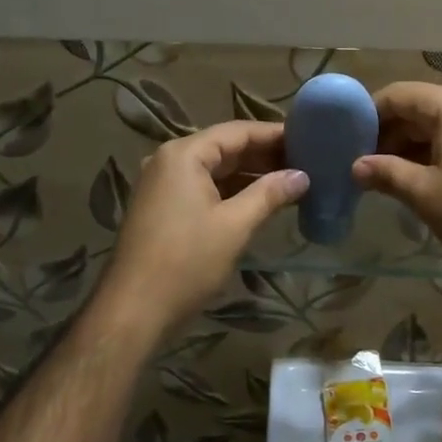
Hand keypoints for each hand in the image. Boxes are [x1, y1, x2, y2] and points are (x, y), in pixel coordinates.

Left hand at [97, 121, 308, 338]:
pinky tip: (259, 202)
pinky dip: (230, 192)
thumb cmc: (186, 262)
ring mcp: (162, 185)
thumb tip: (302, 176)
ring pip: (214, 170)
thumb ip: (269, 194)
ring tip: (290, 182)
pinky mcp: (161, 208)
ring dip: (249, 175)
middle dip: (264, 155)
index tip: (308, 138)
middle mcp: (169, 161)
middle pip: (224, 148)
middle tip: (305, 161)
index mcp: (184, 155)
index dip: (273, 134)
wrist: (134, 310)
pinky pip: (202, 188)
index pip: (237, 132)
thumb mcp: (234, 226)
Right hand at [353, 82, 441, 281]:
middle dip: (389, 134)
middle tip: (364, 165)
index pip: (398, 95)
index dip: (368, 116)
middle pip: (420, 108)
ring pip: (441, 126)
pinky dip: (437, 154)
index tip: (347, 142)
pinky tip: (424, 182)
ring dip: (412, 147)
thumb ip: (385, 173)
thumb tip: (356, 166)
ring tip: (388, 177)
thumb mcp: (423, 194)